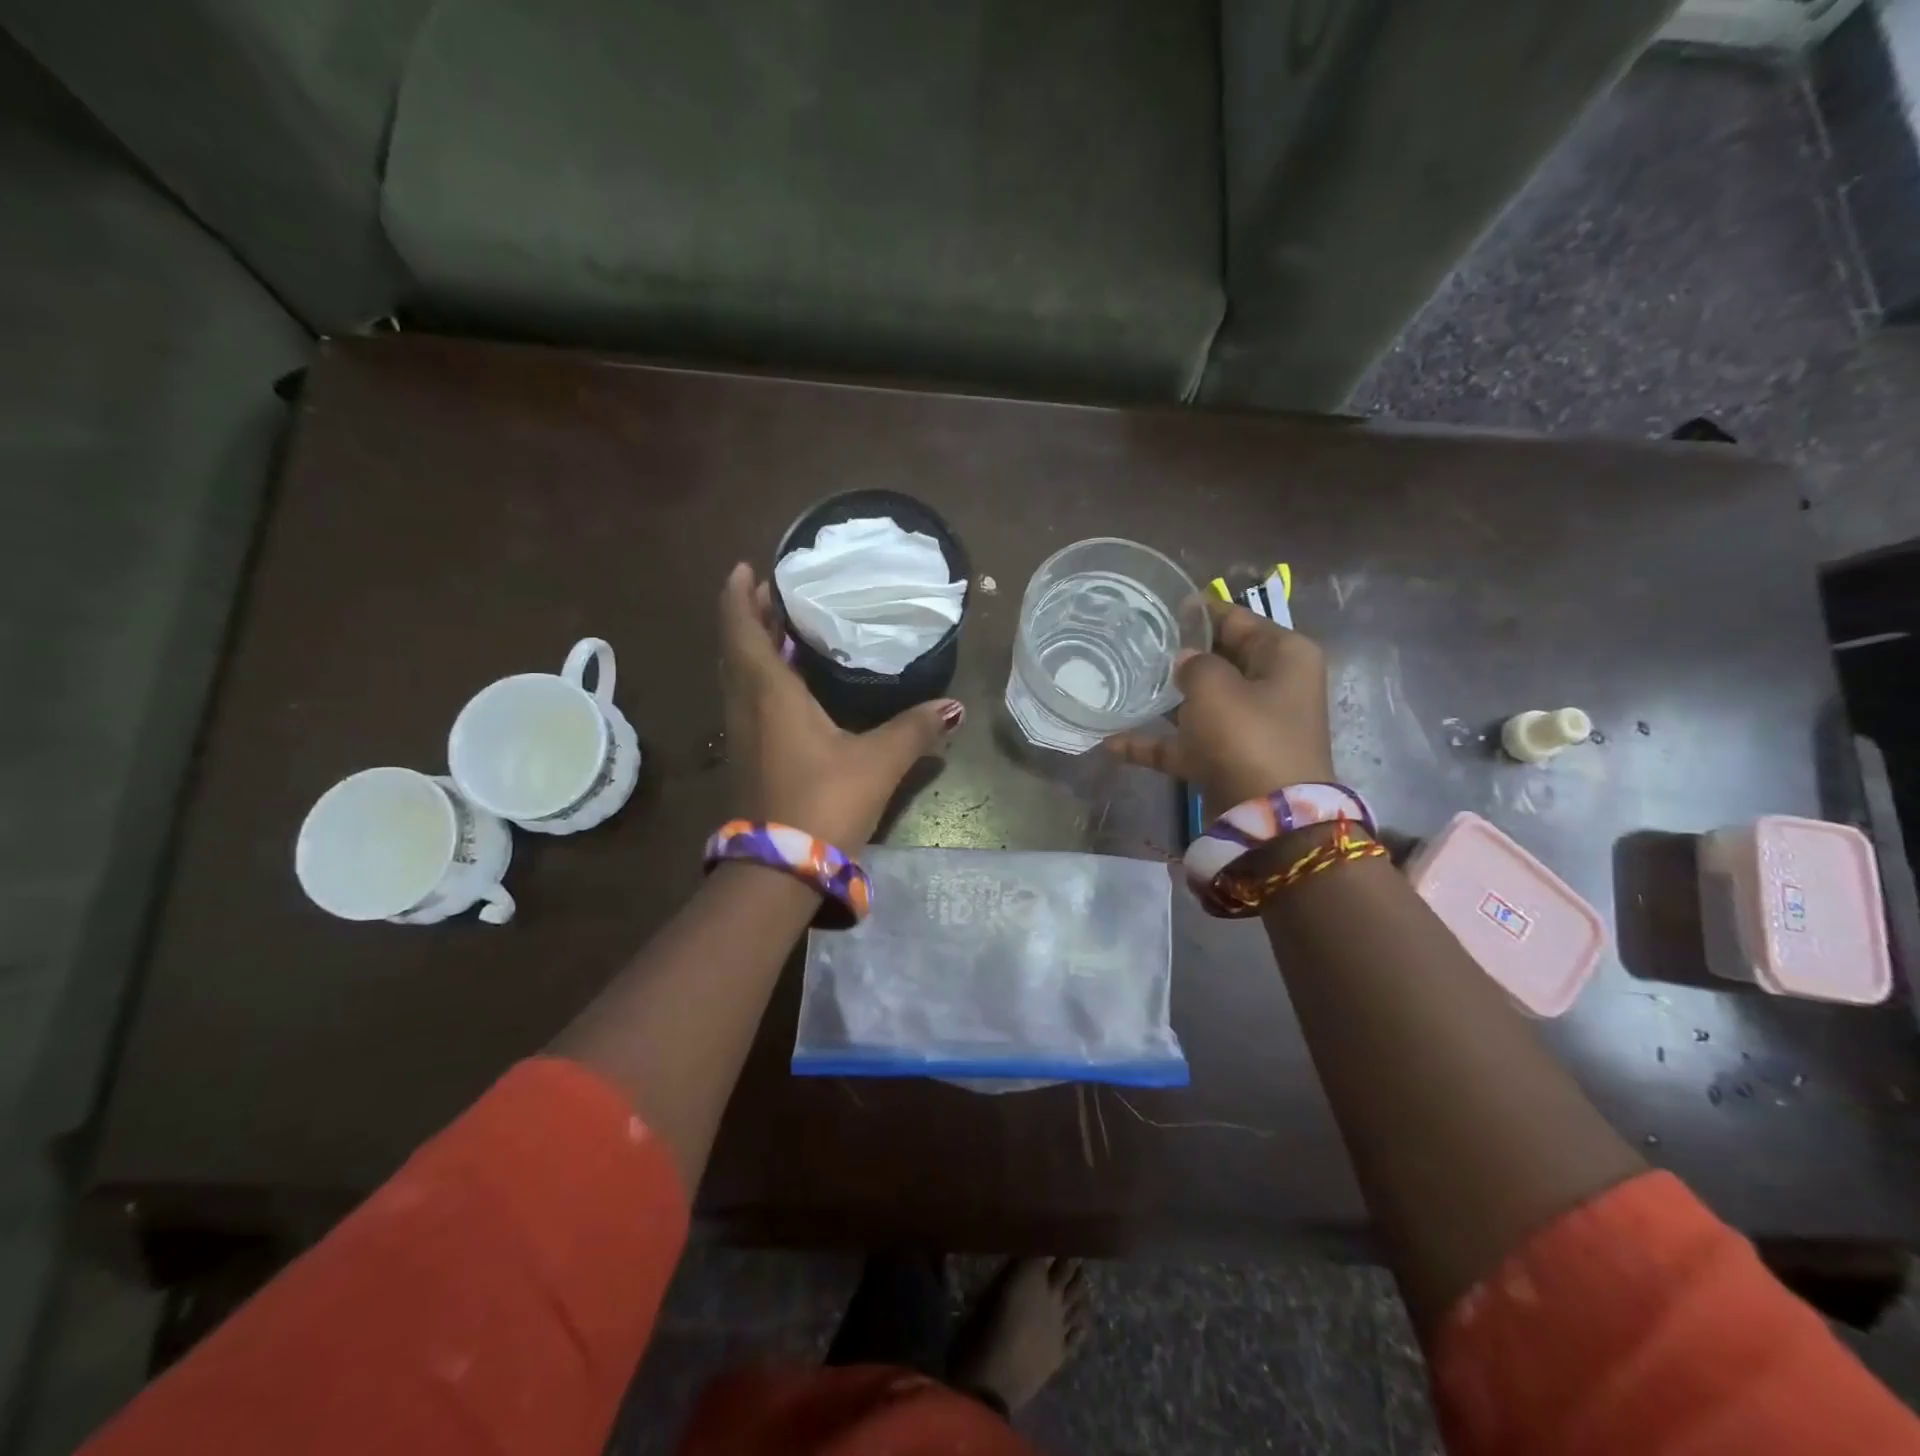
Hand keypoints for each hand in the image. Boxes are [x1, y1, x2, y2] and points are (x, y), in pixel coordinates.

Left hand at [718, 563, 962, 848]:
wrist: (780, 869)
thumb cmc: (824, 801)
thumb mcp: (877, 761)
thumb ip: (915, 730)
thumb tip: (953, 707)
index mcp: (769, 693)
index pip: (742, 629)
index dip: (740, 595)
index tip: (747, 567)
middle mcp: (746, 706)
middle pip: (737, 648)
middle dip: (751, 616)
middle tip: (776, 592)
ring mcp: (742, 734)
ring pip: (739, 676)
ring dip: (754, 647)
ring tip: (783, 628)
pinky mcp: (748, 757)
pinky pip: (746, 700)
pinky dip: (760, 677)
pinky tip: (790, 685)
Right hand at [1105, 596, 1333, 813]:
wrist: (1270, 819)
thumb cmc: (1247, 736)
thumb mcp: (1215, 686)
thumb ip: (1194, 663)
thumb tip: (1185, 662)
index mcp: (1283, 656)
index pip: (1238, 620)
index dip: (1201, 610)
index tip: (1163, 603)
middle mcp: (1271, 687)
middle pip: (1219, 660)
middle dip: (1180, 655)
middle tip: (1136, 642)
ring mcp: (1249, 727)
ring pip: (1200, 703)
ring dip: (1164, 700)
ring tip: (1121, 685)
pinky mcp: (1227, 760)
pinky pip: (1186, 744)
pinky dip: (1154, 744)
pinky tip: (1111, 744)